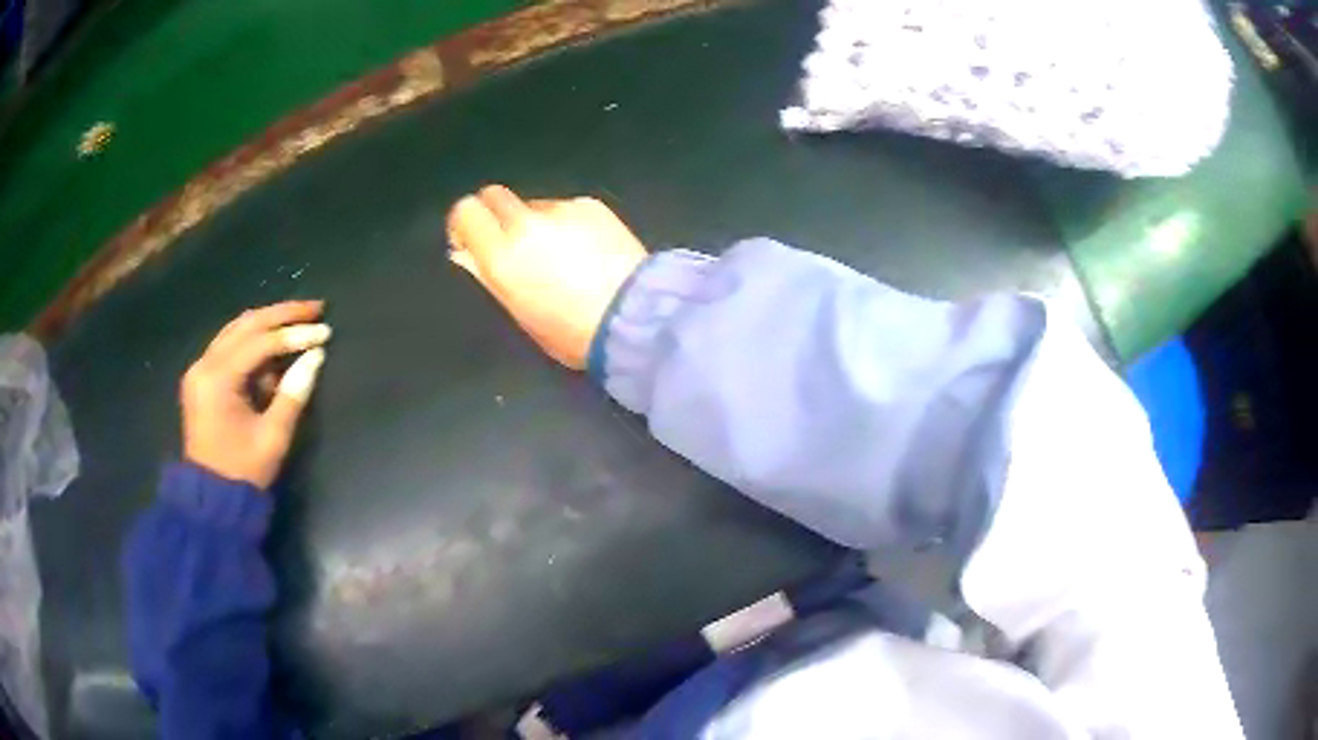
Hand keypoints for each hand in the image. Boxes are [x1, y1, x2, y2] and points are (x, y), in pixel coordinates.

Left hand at [181, 301, 330, 488]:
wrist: (210, 499)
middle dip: (282, 314)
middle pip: (246, 324)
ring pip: (237, 330)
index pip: (260, 343)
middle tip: (316, 309)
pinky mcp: (202, 378)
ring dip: (268, 322)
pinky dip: (254, 341)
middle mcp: (204, 364)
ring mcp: (200, 369)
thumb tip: (315, 356)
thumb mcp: (273, 437)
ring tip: (299, 319)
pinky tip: (275, 346)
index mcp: (218, 379)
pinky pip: (230, 346)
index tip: (325, 331)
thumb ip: (293, 393)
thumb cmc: (243, 472)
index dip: (294, 334)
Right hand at [446, 185, 647, 369]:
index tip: (471, 242)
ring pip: (531, 204)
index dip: (464, 223)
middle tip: (509, 242)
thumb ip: (488, 277)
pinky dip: (566, 222)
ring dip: (533, 221)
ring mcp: (561, 209)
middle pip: (493, 195)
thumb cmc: (571, 331)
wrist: (636, 316)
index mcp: (502, 255)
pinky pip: (565, 207)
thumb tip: (464, 253)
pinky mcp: (591, 205)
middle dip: (494, 214)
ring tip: (558, 253)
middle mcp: (526, 223)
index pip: (465, 211)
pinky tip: (587, 248)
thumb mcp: (519, 314)